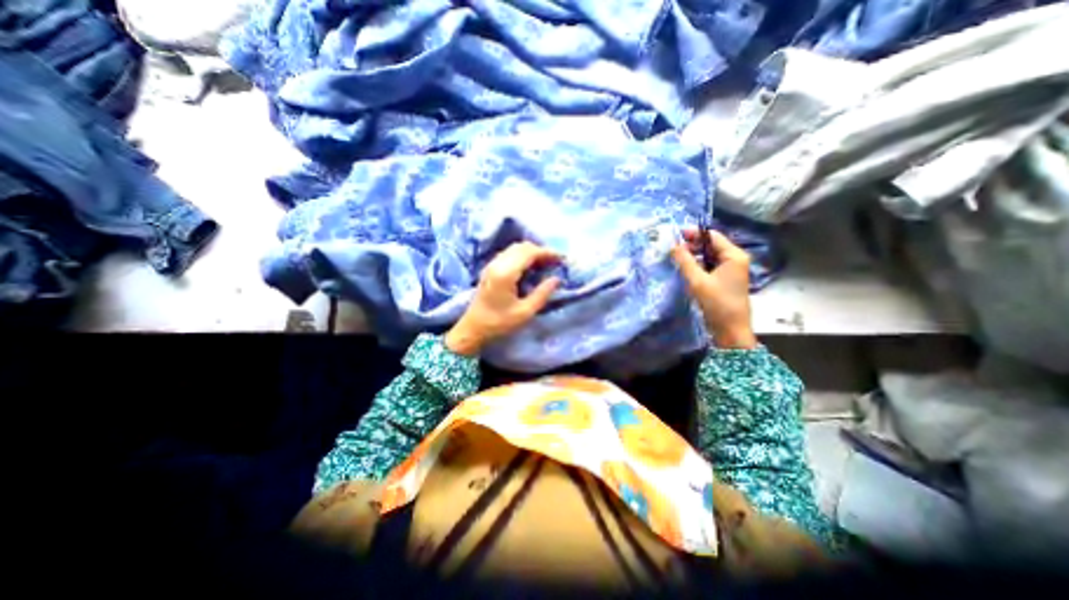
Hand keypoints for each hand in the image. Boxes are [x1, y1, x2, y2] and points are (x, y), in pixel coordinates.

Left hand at [445, 241, 561, 356]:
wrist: (473, 328)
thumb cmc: (499, 323)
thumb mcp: (525, 312)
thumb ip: (542, 293)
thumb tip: (557, 279)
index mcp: (506, 273)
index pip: (529, 253)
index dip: (547, 252)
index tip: (562, 258)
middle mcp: (497, 264)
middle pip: (522, 247)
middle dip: (541, 251)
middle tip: (556, 261)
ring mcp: (492, 265)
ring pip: (515, 248)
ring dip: (532, 252)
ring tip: (546, 263)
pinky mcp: (490, 269)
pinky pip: (509, 254)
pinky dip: (522, 255)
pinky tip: (531, 267)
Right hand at [667, 229, 759, 352]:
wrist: (731, 330)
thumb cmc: (717, 303)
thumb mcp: (697, 281)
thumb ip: (685, 261)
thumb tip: (673, 246)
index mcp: (734, 256)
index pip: (712, 236)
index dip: (694, 234)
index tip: (676, 235)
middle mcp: (735, 260)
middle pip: (712, 245)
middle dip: (693, 245)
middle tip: (673, 249)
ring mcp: (731, 270)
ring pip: (710, 256)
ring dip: (694, 256)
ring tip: (677, 258)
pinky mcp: (726, 280)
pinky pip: (710, 266)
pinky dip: (698, 265)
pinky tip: (686, 269)